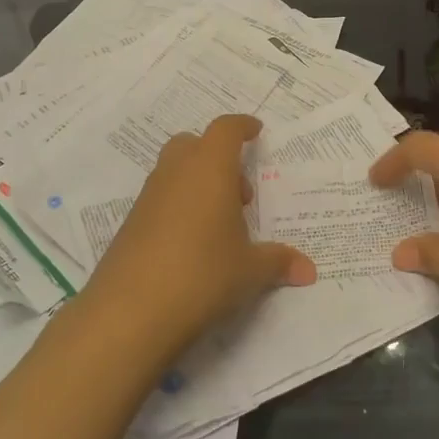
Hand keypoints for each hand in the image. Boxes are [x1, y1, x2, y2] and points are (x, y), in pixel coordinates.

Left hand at [84, 115, 315, 356]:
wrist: (130, 311)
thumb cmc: (202, 274)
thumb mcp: (249, 270)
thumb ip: (279, 262)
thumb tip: (309, 270)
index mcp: (209, 168)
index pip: (226, 129)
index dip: (242, 126)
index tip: (256, 131)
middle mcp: (176, 172)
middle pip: (194, 144)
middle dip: (217, 157)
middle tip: (239, 194)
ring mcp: (148, 197)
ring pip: (174, 171)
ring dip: (198, 184)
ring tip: (219, 225)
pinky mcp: (131, 223)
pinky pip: (161, 199)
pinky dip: (179, 208)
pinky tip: (192, 245)